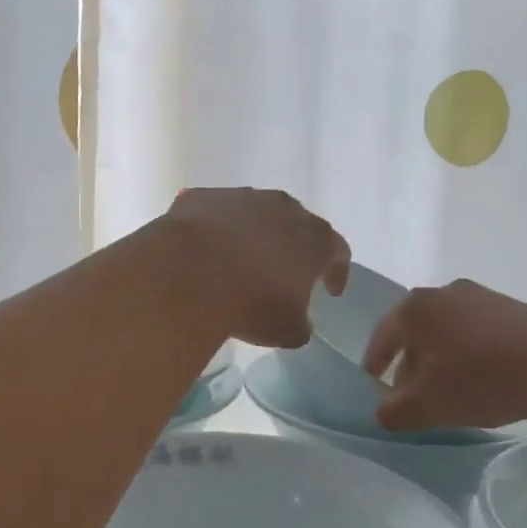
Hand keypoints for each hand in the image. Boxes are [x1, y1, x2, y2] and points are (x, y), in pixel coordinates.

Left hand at [161, 188, 350, 348]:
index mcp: (315, 239)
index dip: (337, 272)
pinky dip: (217, 229)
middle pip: (298, 225)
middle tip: (286, 273)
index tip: (330, 291)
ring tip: (242, 261)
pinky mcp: (204, 197)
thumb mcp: (287, 330)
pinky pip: (217, 213)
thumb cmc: (251, 303)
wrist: (188, 274)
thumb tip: (298, 322)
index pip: (338, 251)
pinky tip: (206, 251)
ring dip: (255, 235)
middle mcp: (284, 209)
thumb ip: (301, 324)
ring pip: (257, 214)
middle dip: (295, 248)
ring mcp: (242, 197)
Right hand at [362, 279, 526, 431]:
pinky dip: (469, 355)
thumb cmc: (477, 379)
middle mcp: (444, 293)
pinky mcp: (514, 308)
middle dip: (409, 365)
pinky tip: (482, 380)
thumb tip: (384, 411)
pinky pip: (477, 333)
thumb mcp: (425, 406)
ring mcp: (481, 297)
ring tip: (449, 393)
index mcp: (414, 309)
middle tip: (411, 396)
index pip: (381, 338)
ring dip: (441, 360)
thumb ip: (393, 411)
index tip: (373, 384)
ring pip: (447, 332)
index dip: (374, 364)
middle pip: (415, 333)